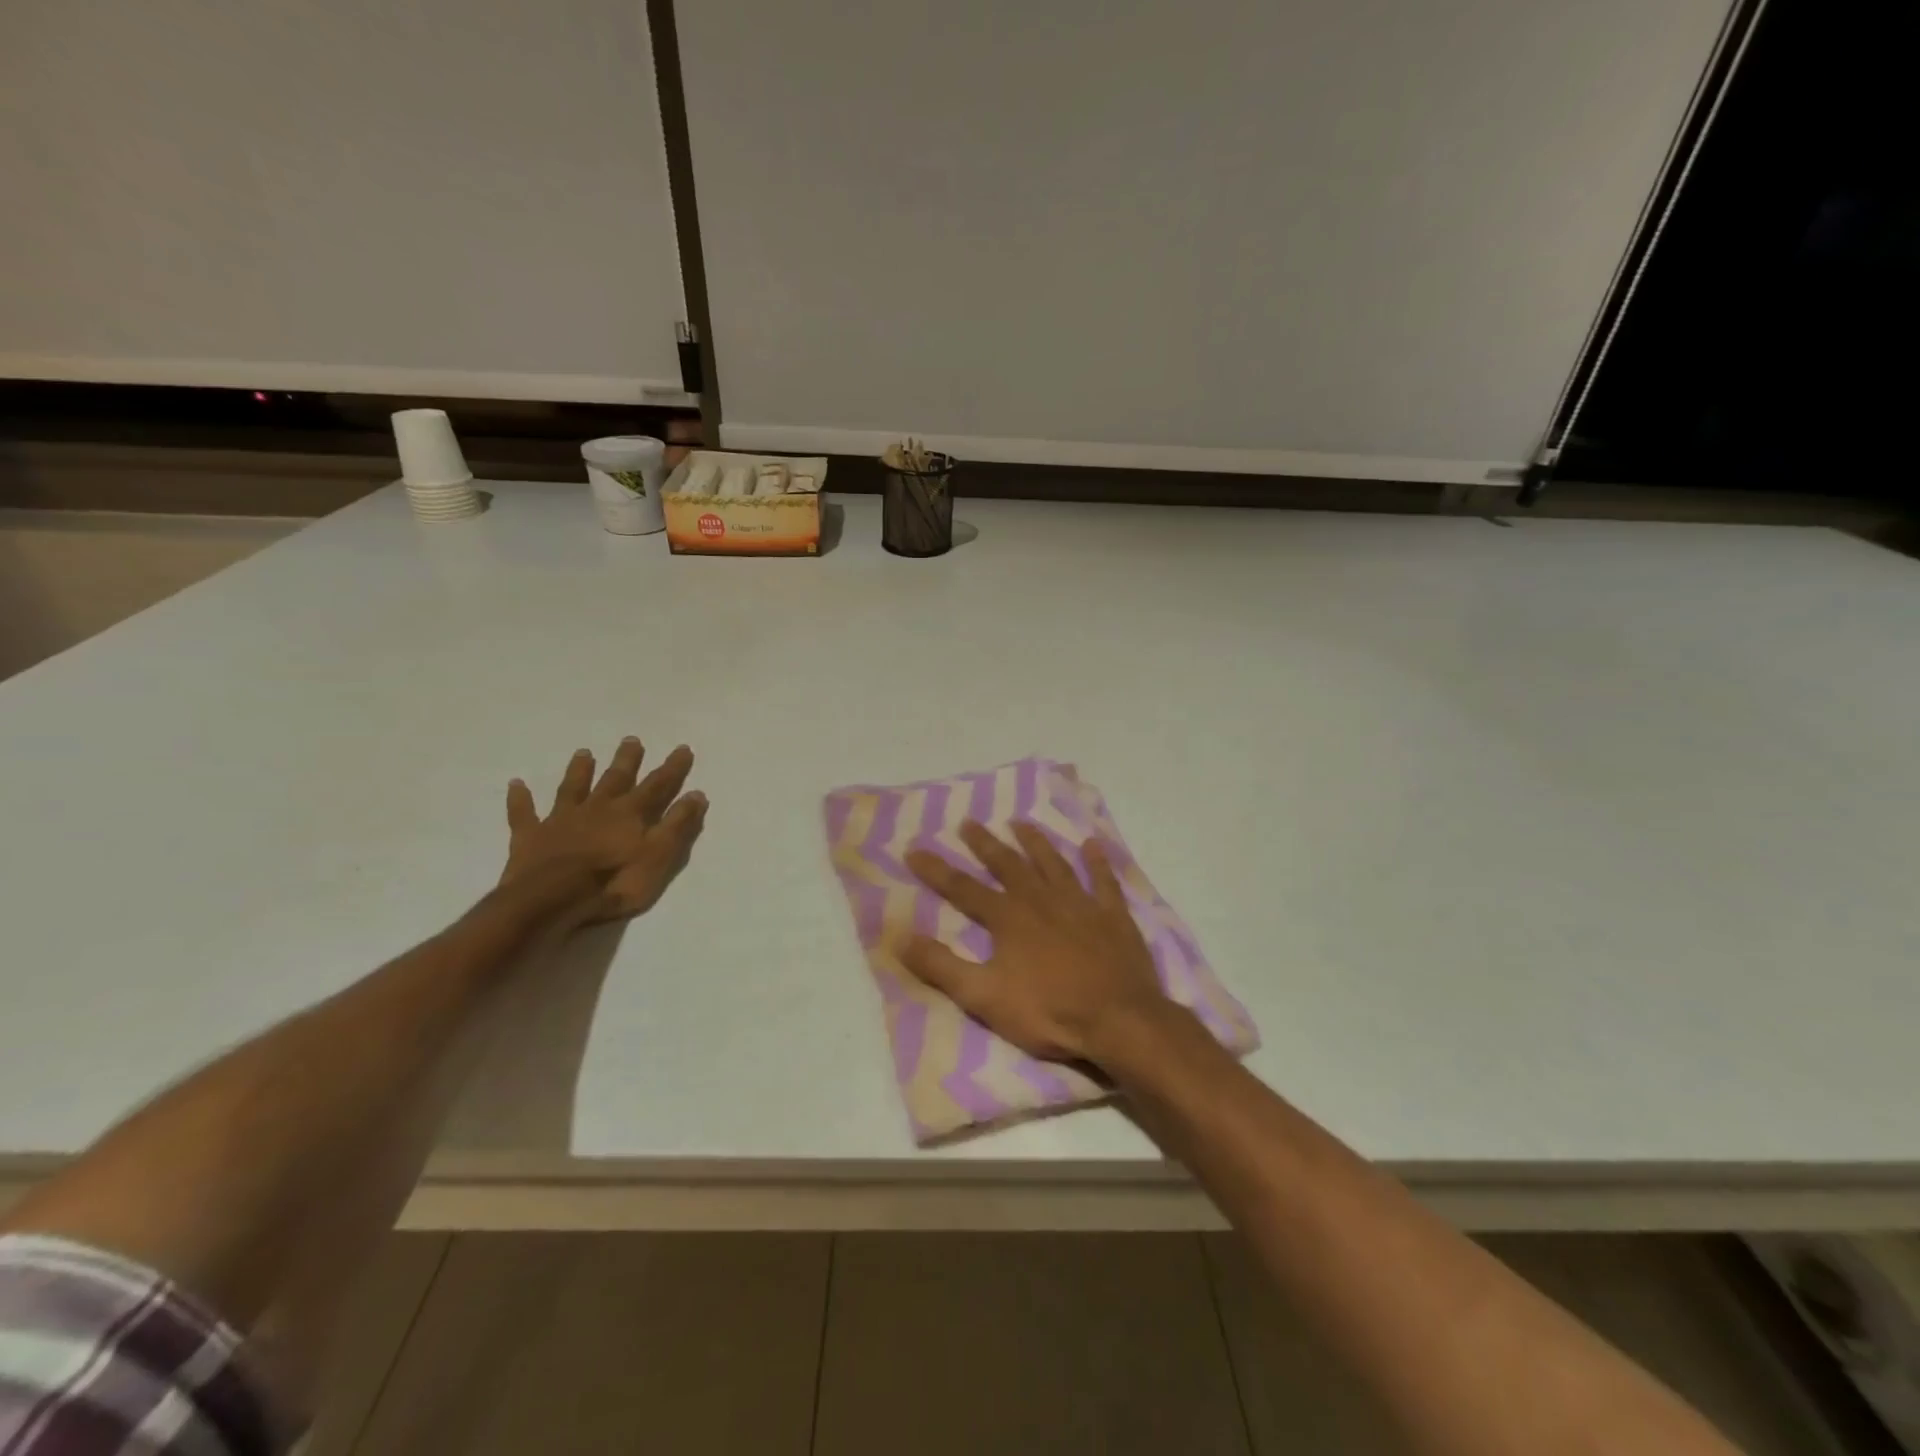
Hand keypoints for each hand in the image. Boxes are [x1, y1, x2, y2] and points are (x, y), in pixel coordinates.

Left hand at [499, 737, 707, 930]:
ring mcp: (562, 820)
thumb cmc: (614, 881)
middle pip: (615, 779)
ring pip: (573, 789)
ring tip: (584, 752)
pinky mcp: (531, 837)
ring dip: (579, 771)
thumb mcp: (659, 855)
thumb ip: (677, 825)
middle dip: (626, 760)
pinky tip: (516, 784)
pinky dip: (521, 799)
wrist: (553, 899)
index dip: (672, 768)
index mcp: (630, 814)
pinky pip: (524, 814)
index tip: (683, 748)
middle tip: (631, 740)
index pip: (657, 785)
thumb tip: (696, 794)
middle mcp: (597, 808)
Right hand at [902, 821, 1172, 1065]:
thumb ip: (941, 966)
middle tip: (970, 822)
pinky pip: (1104, 880)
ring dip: (1035, 842)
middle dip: (985, 843)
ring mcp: (1080, 903)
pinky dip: (1098, 862)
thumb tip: (900, 936)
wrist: (1118, 1020)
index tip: (914, 849)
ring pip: (1053, 863)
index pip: (963, 888)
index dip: (936, 870)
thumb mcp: (984, 996)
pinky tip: (1093, 845)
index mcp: (1008, 918)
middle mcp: (1041, 899)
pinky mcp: (1113, 915)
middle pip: (1008, 864)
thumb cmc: (1048, 1011)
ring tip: (1022, 824)